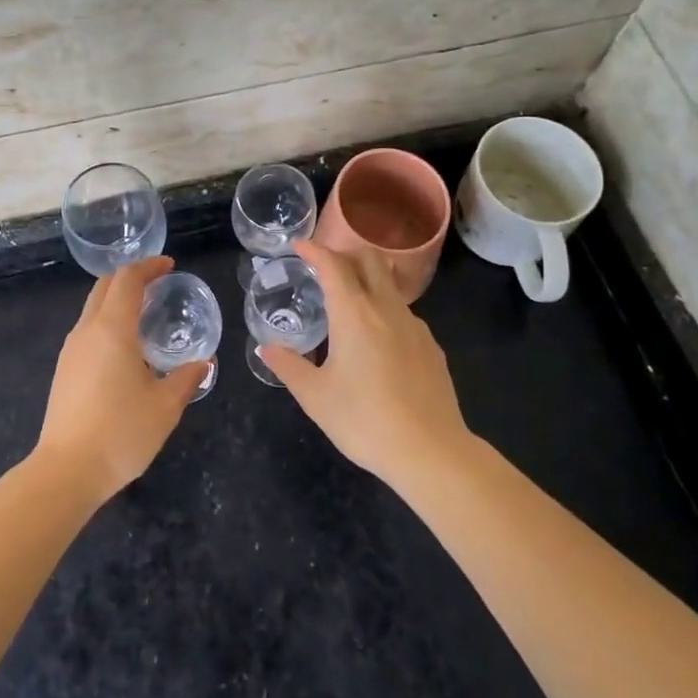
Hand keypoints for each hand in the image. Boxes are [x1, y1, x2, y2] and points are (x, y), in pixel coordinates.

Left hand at [36, 256, 207, 503]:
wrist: (67, 471)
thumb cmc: (121, 432)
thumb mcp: (165, 406)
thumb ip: (186, 379)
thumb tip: (204, 363)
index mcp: (112, 329)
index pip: (127, 279)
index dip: (148, 266)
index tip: (169, 266)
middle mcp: (87, 331)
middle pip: (104, 287)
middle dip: (131, 277)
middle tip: (158, 284)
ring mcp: (71, 351)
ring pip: (92, 308)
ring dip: (117, 300)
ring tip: (145, 314)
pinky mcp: (64, 371)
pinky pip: (87, 331)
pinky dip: (107, 322)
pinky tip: (126, 347)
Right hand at [260, 240, 470, 488]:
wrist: (431, 451)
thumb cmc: (364, 420)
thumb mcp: (315, 397)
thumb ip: (289, 367)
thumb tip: (266, 348)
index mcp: (354, 314)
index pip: (333, 265)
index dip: (314, 250)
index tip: (299, 246)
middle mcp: (387, 309)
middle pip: (370, 260)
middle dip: (345, 254)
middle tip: (324, 267)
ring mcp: (415, 326)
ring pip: (390, 286)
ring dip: (367, 281)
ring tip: (348, 303)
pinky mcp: (432, 347)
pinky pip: (404, 314)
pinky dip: (385, 310)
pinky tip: (377, 340)